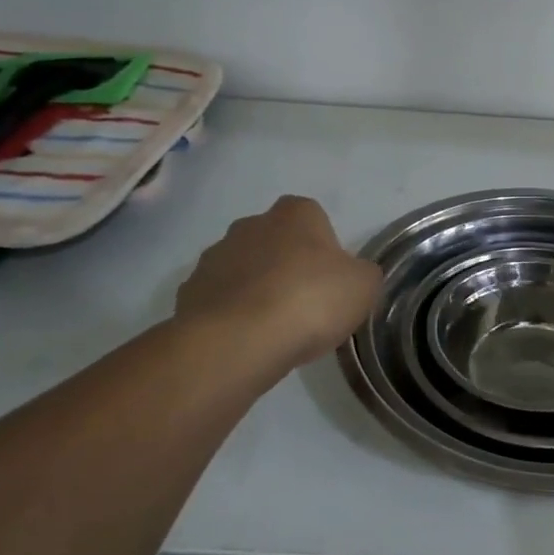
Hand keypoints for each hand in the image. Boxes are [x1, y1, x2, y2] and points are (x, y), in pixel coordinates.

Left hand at [173, 196, 381, 369]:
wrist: (238, 341)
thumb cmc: (310, 301)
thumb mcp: (364, 287)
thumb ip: (363, 274)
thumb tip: (354, 275)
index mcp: (295, 213)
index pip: (314, 218)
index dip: (324, 248)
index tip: (331, 280)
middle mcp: (251, 224)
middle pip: (275, 240)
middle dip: (287, 265)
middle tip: (305, 304)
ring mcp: (214, 256)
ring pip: (244, 268)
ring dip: (257, 288)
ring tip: (274, 329)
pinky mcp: (189, 292)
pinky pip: (220, 299)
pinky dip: (232, 314)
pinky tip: (247, 340)